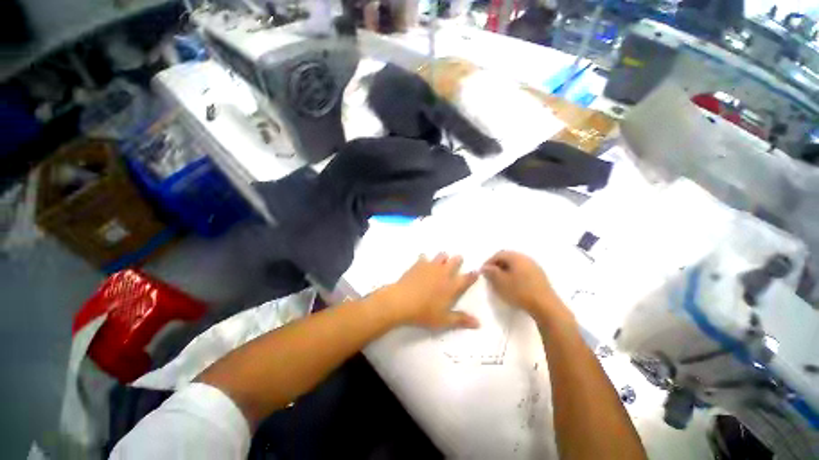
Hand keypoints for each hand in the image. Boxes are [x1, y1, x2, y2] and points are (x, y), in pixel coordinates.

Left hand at [375, 253, 479, 329]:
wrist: (402, 301)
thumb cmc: (424, 312)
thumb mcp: (444, 320)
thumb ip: (461, 320)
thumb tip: (478, 323)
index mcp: (451, 286)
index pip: (466, 278)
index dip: (472, 275)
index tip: (476, 271)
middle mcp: (443, 273)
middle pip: (454, 262)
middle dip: (458, 260)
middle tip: (458, 259)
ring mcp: (430, 267)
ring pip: (441, 256)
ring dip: (443, 257)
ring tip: (443, 259)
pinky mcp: (418, 264)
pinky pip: (424, 257)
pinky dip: (425, 258)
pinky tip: (423, 260)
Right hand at [481, 251, 571, 323]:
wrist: (545, 306)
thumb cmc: (519, 291)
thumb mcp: (500, 282)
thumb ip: (491, 272)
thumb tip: (485, 267)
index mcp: (515, 257)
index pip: (498, 254)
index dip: (489, 262)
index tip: (483, 272)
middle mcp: (525, 258)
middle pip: (508, 257)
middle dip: (498, 265)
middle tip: (491, 275)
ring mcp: (534, 266)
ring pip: (516, 264)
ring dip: (507, 270)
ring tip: (502, 281)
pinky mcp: (540, 276)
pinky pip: (523, 270)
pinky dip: (516, 274)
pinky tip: (514, 285)